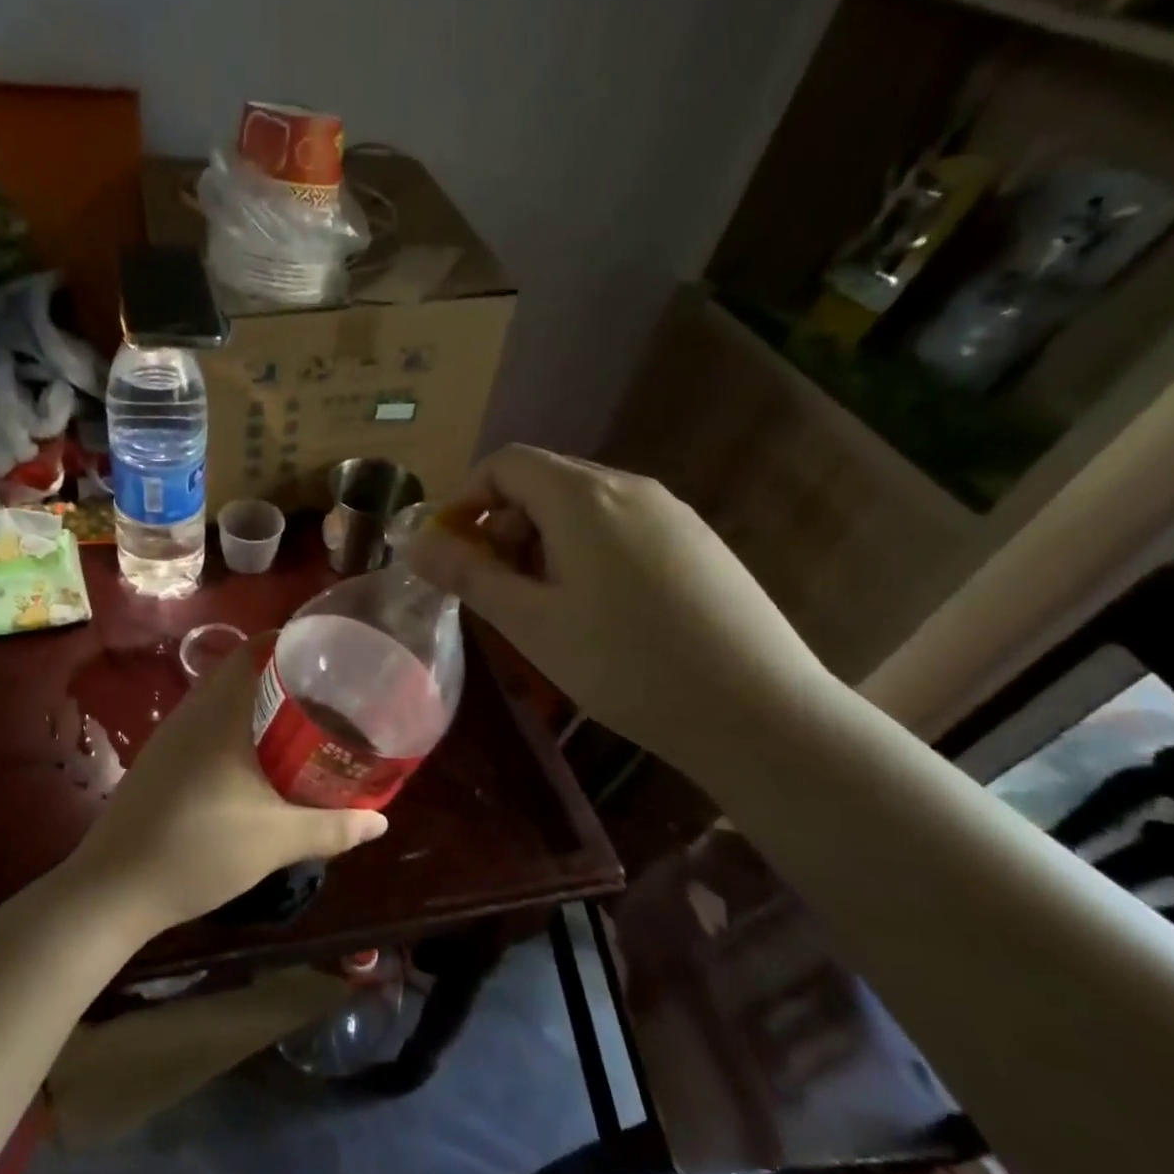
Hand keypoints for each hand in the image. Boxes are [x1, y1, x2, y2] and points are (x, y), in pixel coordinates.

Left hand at [65, 643, 388, 938]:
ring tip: (303, 724)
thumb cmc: (199, 850)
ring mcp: (170, 737)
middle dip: (284, 677)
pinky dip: (236, 728)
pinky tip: (257, 762)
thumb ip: (332, 828)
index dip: (290, 642)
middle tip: (329, 694)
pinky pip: (206, 726)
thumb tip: (380, 820)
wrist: (113, 889)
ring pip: (221, 701)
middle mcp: (192, 713)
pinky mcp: (160, 761)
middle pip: (240, 673)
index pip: (253, 650)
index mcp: (220, 713)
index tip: (329, 655)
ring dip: (259, 705)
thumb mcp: (276, 840)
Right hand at [404, 444, 831, 769]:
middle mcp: (630, 488)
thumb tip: (416, 543)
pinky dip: (585, 551)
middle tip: (496, 591)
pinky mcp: (697, 541)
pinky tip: (598, 612)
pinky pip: (621, 527)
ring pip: (582, 506)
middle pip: (543, 481)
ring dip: (542, 542)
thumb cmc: (625, 665)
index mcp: (584, 497)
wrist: (757, 710)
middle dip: (503, 525)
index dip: (465, 499)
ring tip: (544, 608)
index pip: (505, 463)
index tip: (451, 552)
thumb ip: (469, 575)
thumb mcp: (531, 623)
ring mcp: (671, 512)